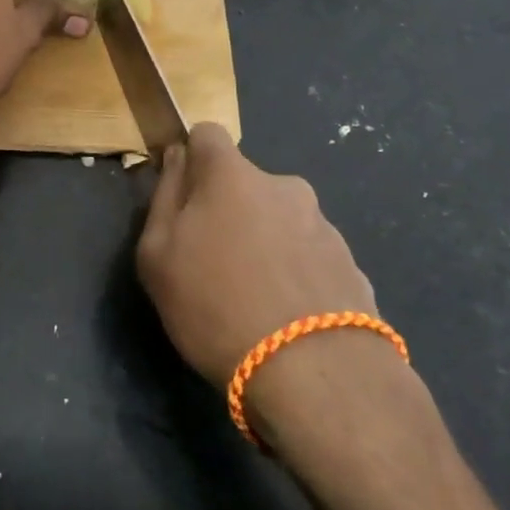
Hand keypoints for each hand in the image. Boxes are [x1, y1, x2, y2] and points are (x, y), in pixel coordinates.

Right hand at [137, 124, 377, 387]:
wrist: (315, 375)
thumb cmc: (215, 305)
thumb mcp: (157, 254)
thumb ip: (164, 196)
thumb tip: (178, 159)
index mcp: (232, 175)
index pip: (207, 134)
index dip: (191, 159)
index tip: (182, 197)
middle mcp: (283, 186)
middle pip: (245, 183)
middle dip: (229, 209)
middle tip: (213, 262)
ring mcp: (324, 225)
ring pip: (279, 220)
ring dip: (265, 243)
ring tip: (254, 299)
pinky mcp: (351, 266)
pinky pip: (308, 257)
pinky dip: (294, 274)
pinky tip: (287, 319)